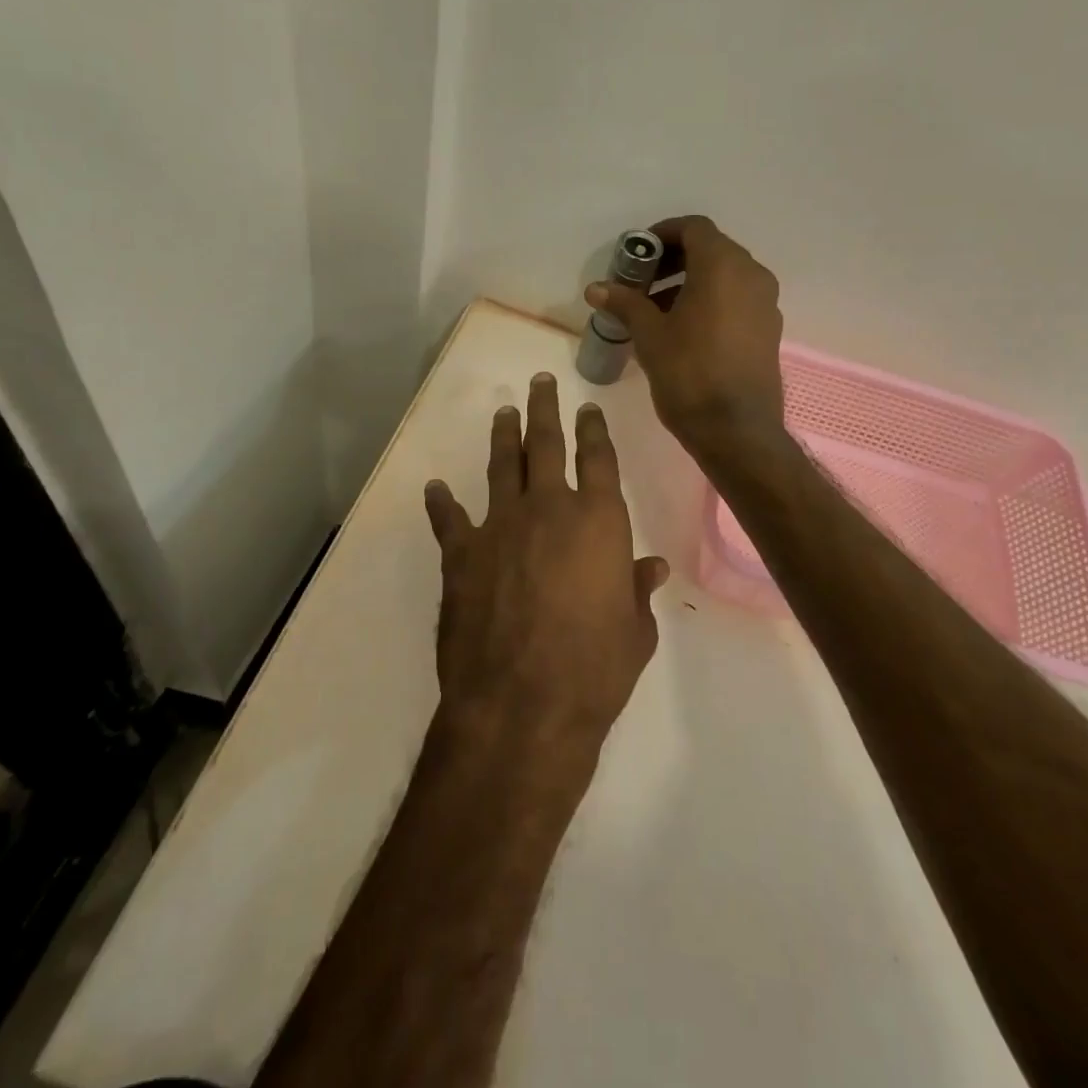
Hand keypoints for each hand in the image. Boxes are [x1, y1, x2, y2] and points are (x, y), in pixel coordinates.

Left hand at [423, 374, 665, 768]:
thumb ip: (637, 590)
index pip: (598, 458)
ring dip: (504, 436)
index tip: (588, 408)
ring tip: (504, 412)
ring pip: (502, 466)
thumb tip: (651, 567)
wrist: (522, 705)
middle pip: (546, 444)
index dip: (594, 429)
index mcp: (598, 521)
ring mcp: (500, 526)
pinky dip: (442, 503)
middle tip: (542, 382)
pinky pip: (450, 519)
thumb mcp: (634, 631)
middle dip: (545, 409)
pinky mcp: (461, 554)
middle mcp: (549, 509)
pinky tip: (436, 488)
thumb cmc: (594, 669)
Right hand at [584, 216, 785, 460]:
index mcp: (723, 266)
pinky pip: (737, 299)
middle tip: (642, 283)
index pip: (694, 228)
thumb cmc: (689, 374)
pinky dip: (711, 301)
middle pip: (711, 250)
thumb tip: (596, 289)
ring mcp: (766, 303)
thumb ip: (625, 303)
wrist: (736, 430)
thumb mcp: (649, 335)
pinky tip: (685, 331)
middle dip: (674, 261)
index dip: (662, 234)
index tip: (637, 255)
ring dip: (691, 283)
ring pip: (726, 276)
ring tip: (657, 311)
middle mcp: (752, 275)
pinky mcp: (769, 329)